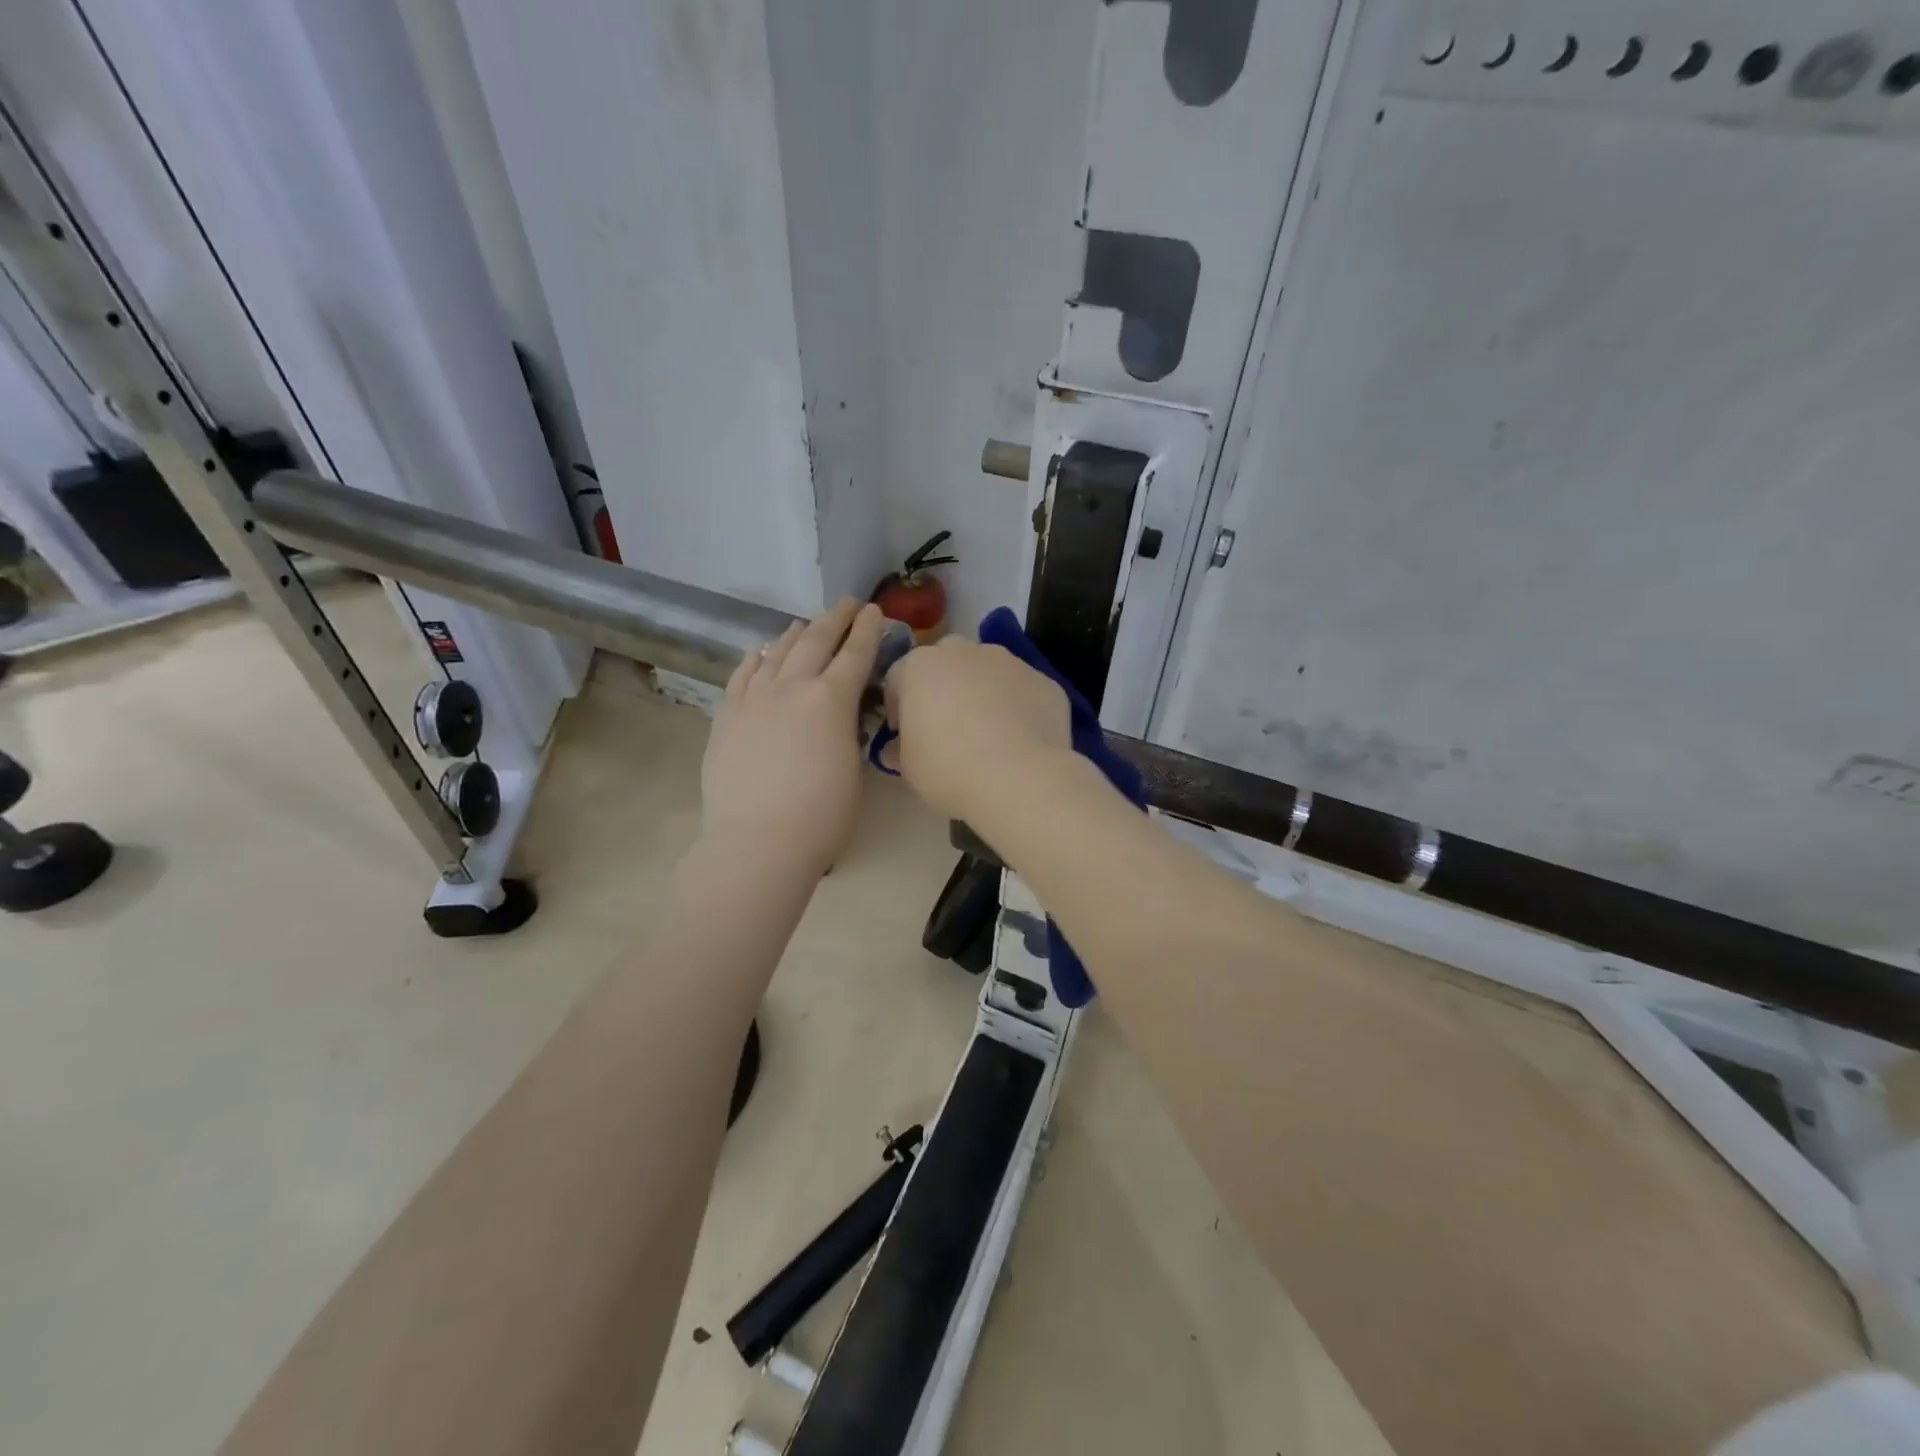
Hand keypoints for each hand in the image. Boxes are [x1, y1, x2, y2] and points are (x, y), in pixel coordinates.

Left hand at [702, 599, 885, 874]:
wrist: (758, 842)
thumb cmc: (822, 817)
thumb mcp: (853, 769)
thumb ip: (849, 732)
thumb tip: (841, 716)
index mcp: (832, 700)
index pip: (855, 654)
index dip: (868, 630)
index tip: (875, 611)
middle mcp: (792, 688)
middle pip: (816, 642)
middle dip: (835, 619)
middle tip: (847, 604)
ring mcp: (754, 699)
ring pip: (776, 653)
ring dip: (796, 634)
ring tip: (805, 624)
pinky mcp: (727, 716)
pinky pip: (741, 675)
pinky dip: (755, 658)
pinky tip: (760, 651)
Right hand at [883, 636, 1072, 820]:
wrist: (1019, 777)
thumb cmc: (949, 768)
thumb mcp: (908, 766)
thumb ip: (901, 747)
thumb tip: (899, 747)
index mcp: (920, 665)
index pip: (899, 677)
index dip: (899, 706)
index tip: (904, 734)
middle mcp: (965, 651)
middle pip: (946, 662)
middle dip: (943, 687)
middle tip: (946, 726)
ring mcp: (1009, 661)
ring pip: (988, 671)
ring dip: (983, 692)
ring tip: (989, 733)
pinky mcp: (1044, 680)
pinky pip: (1022, 690)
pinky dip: (1018, 707)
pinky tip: (1020, 739)